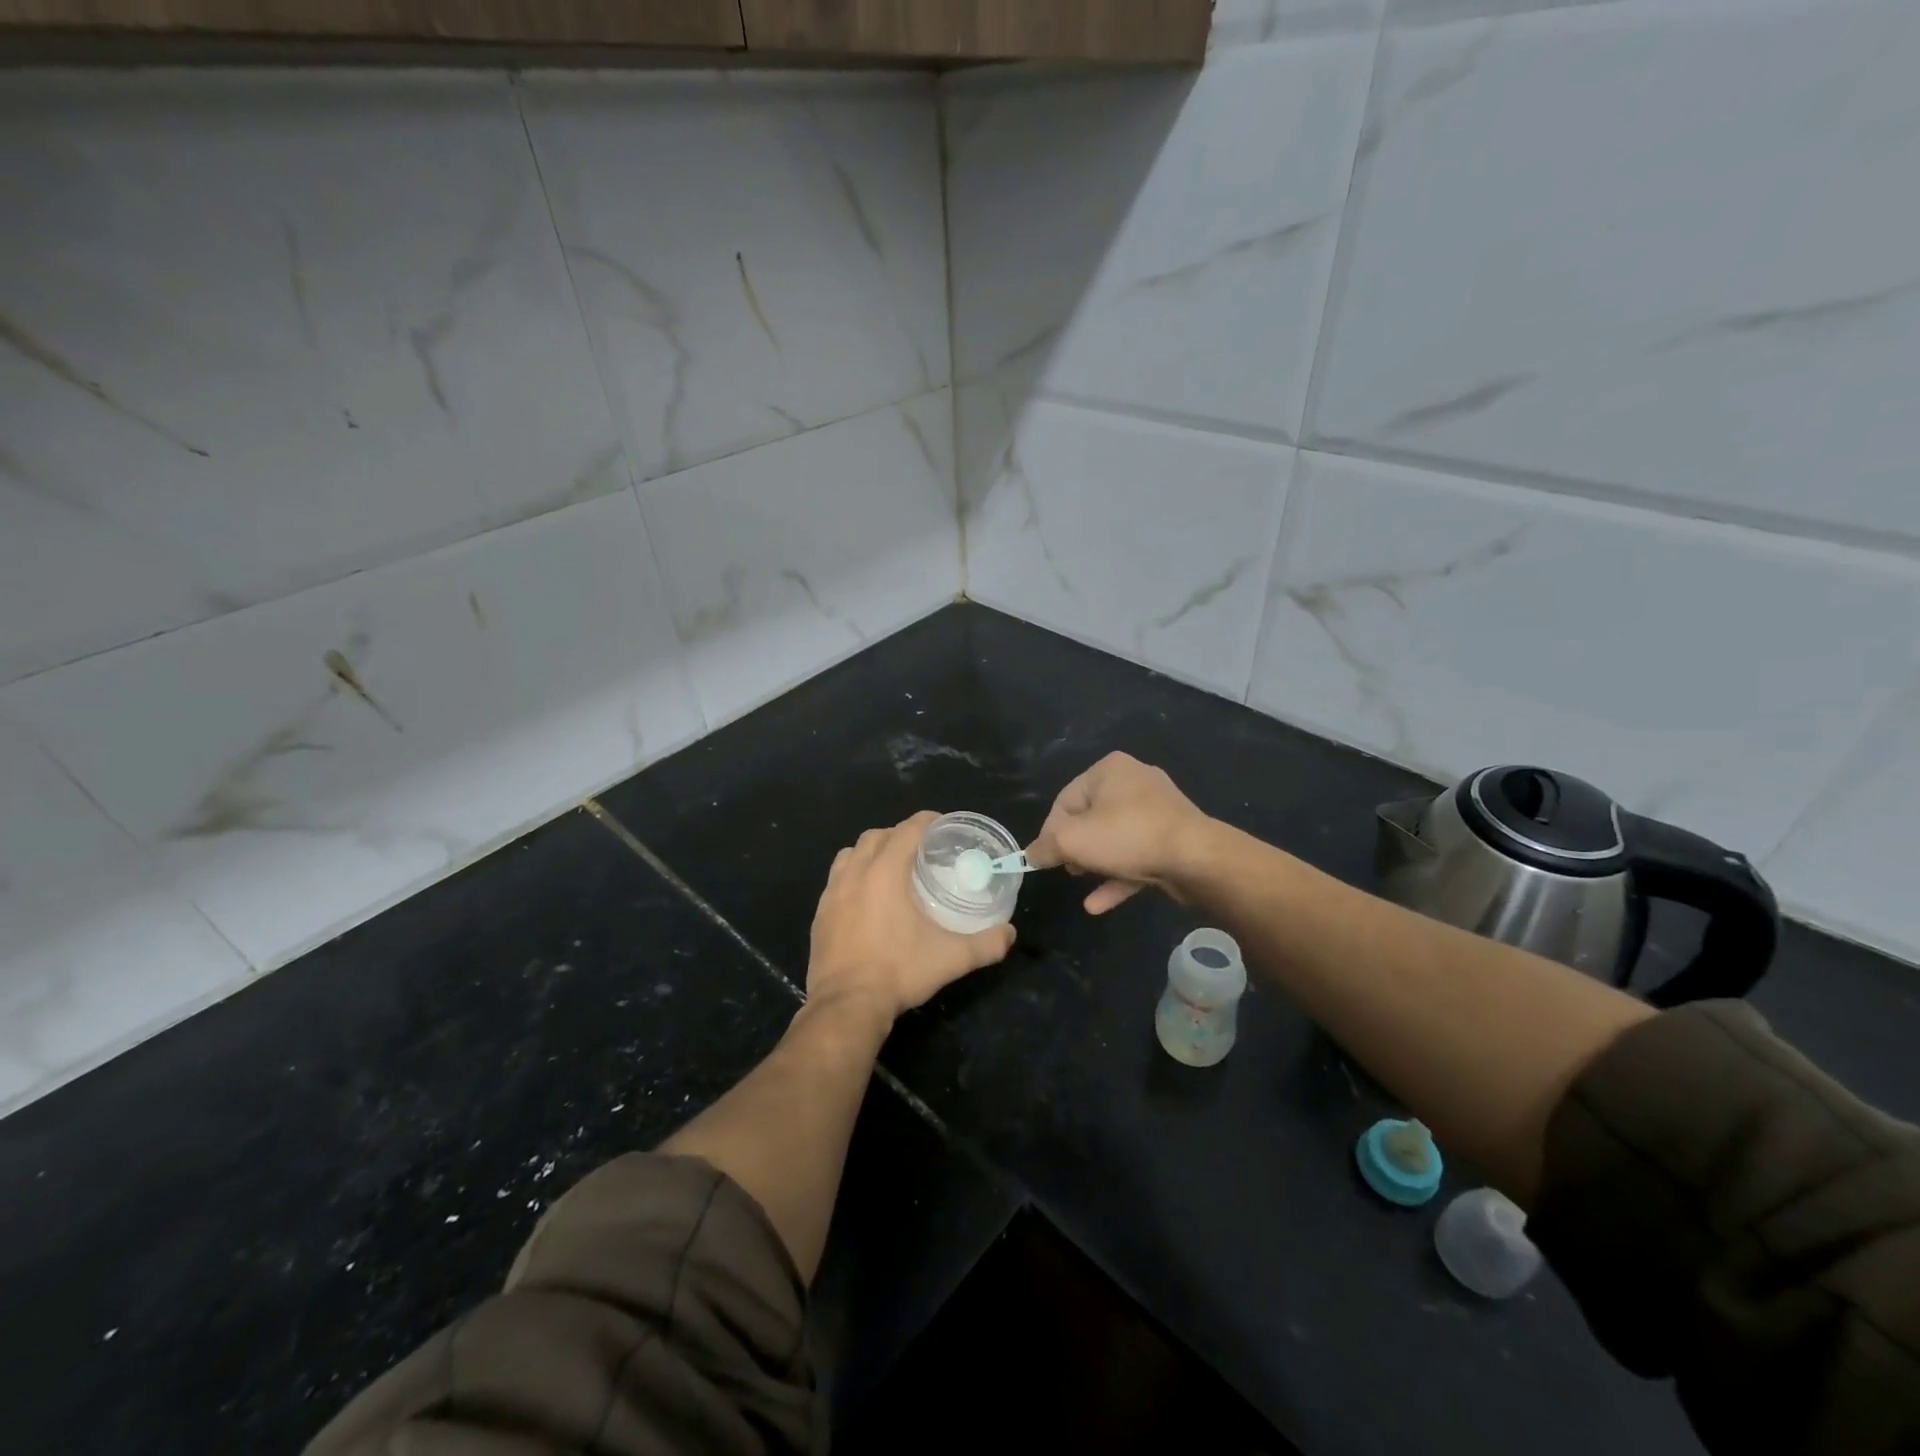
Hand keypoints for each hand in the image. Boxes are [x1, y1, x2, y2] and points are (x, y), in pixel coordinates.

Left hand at [807, 811, 1016, 1026]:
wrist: (846, 1005)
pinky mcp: (819, 913)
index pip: (908, 829)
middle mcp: (855, 873)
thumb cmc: (899, 972)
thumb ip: (986, 944)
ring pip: (850, 854)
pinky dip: (852, 876)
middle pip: (876, 836)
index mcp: (886, 872)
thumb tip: (1010, 934)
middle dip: (898, 835)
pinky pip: (836, 880)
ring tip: (890, 869)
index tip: (944, 826)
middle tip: (921, 851)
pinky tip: (866, 899)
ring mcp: (832, 893)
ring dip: (871, 852)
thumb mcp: (951, 958)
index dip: (928, 822)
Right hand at [1025, 752, 1209, 913]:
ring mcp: (1158, 810)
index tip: (1046, 859)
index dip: (1050, 832)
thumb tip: (1030, 856)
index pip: (1065, 800)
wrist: (1197, 859)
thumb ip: (1044, 847)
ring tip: (1082, 884)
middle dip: (1076, 848)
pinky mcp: (1174, 838)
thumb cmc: (1127, 837)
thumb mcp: (1072, 841)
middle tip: (1069, 870)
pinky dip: (1118, 875)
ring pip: (1115, 838)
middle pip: (1090, 818)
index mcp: (1109, 770)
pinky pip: (1137, 855)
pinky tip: (1098, 904)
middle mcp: (1134, 781)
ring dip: (1096, 864)